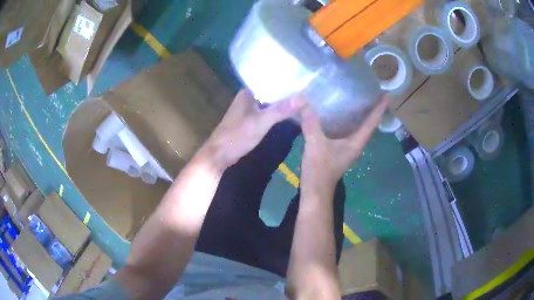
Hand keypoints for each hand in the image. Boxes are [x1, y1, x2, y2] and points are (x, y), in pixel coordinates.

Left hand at [203, 89, 304, 168]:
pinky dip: (276, 113)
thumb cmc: (236, 137)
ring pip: (269, 103)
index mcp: (247, 93)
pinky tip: (288, 115)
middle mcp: (248, 98)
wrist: (219, 155)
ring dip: (282, 103)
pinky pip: (266, 112)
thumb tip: (303, 97)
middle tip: (307, 93)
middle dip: (286, 93)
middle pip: (271, 92)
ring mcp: (248, 110)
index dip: (286, 81)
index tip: (304, 82)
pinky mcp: (249, 121)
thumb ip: (280, 110)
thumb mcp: (260, 122)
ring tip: (302, 102)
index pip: (270, 81)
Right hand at [300, 97, 387, 193]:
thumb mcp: (315, 144)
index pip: (371, 123)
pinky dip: (348, 120)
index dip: (379, 108)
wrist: (315, 191)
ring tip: (360, 98)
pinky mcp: (339, 149)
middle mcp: (355, 144)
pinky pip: (347, 130)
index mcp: (356, 142)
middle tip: (373, 91)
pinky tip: (339, 113)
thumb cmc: (319, 170)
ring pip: (358, 127)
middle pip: (368, 124)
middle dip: (373, 109)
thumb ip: (311, 123)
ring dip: (361, 114)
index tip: (387, 95)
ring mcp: (347, 147)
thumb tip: (303, 100)